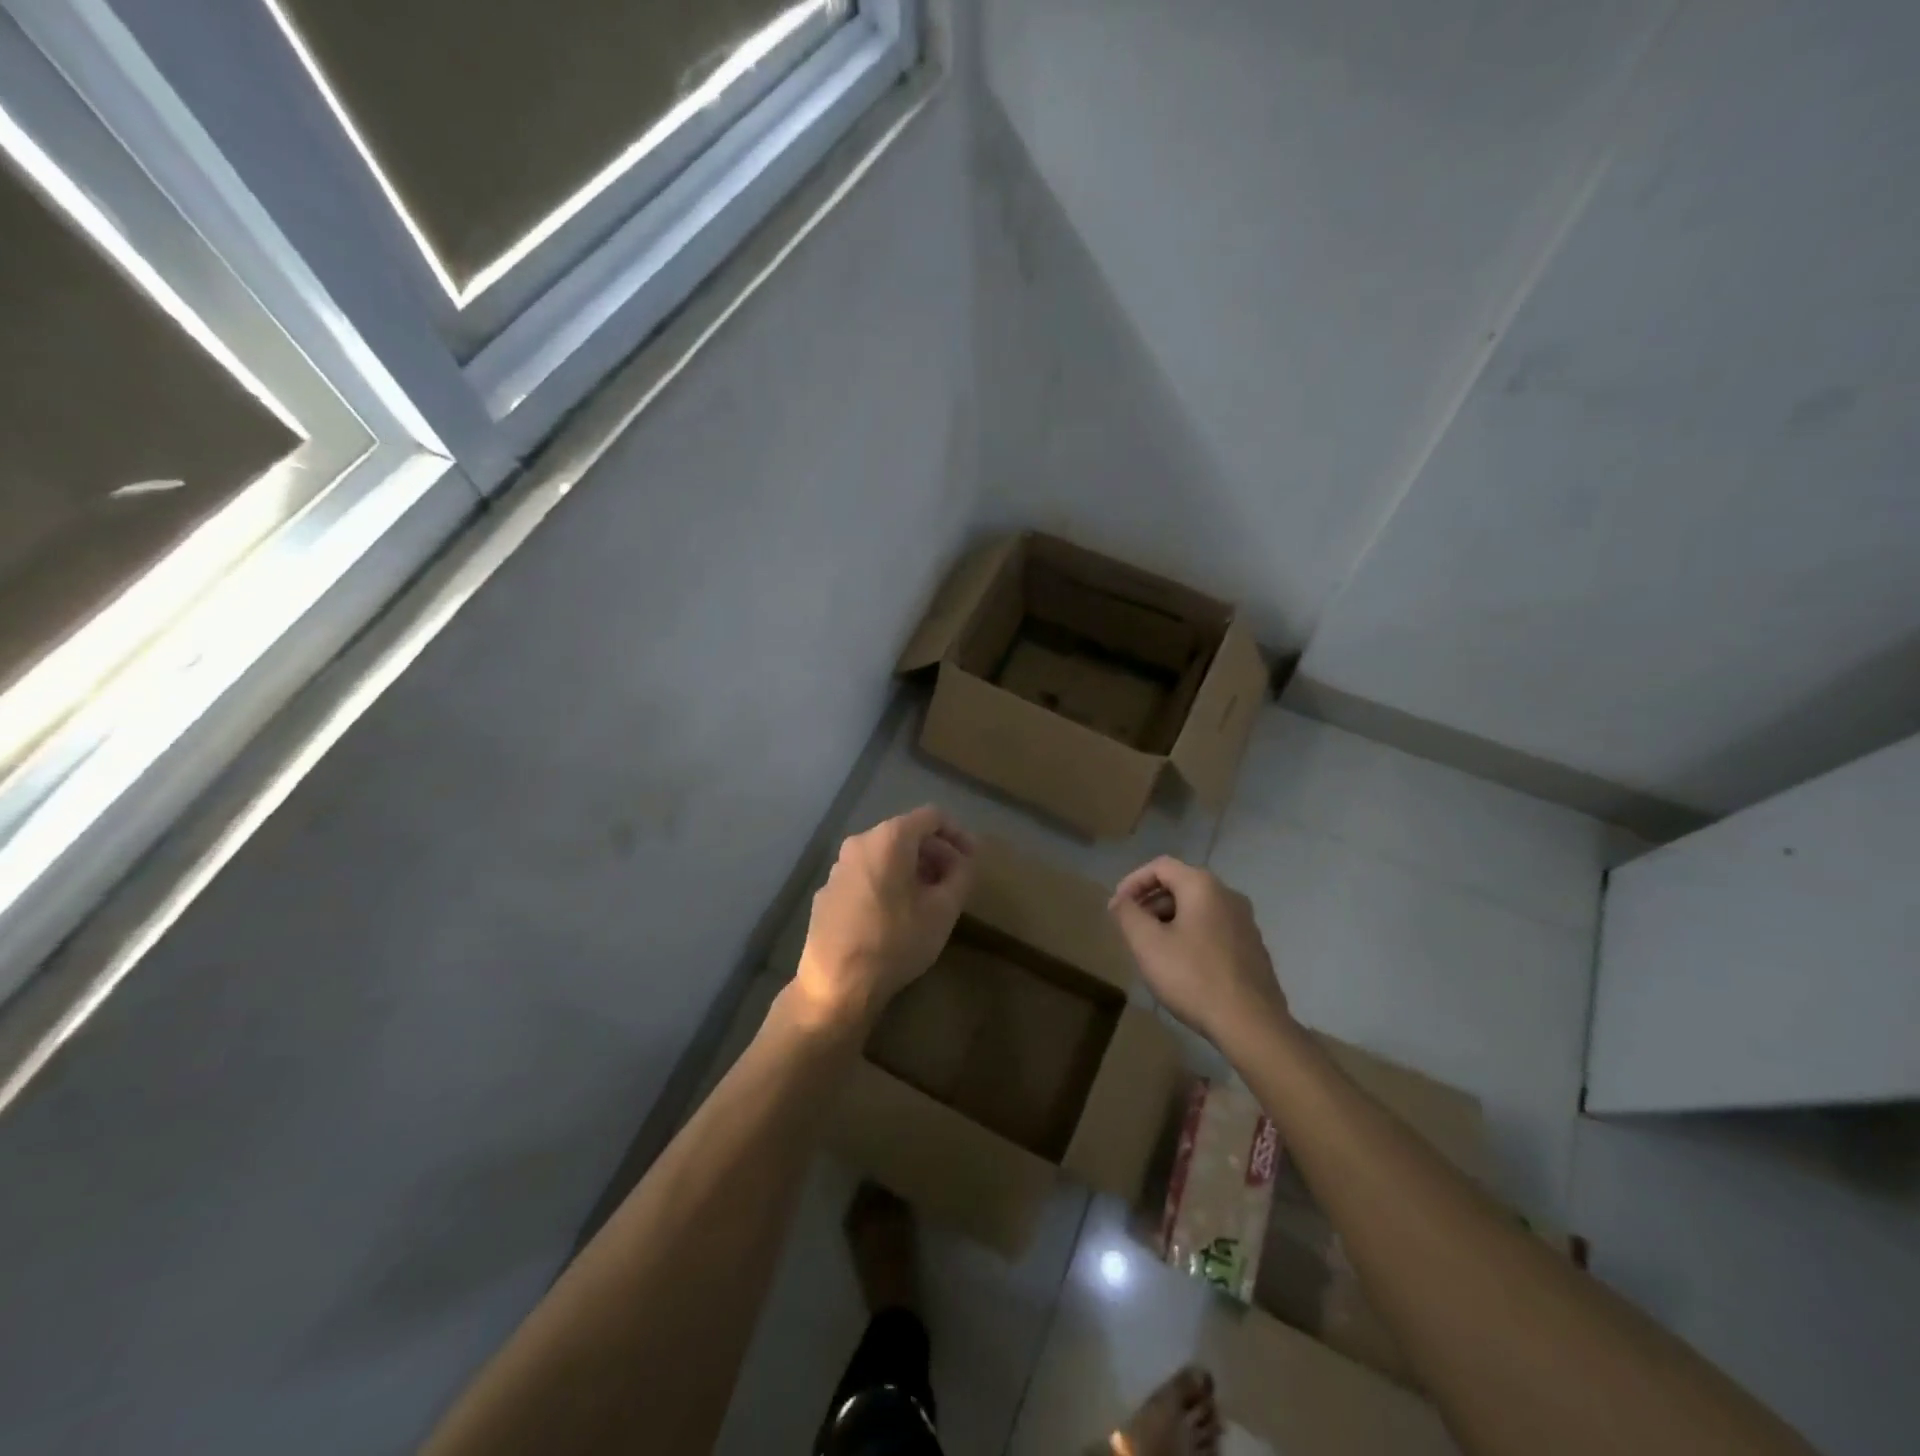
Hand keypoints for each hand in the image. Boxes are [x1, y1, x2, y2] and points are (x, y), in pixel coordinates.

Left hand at [793, 806, 976, 1032]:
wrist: (837, 984)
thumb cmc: (896, 942)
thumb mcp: (943, 910)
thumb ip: (961, 876)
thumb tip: (964, 861)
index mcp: (889, 839)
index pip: (931, 816)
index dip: (958, 833)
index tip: (972, 858)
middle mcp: (859, 843)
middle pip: (906, 834)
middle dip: (935, 853)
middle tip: (955, 881)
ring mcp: (838, 868)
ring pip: (884, 855)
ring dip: (911, 869)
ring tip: (929, 899)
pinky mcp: (827, 892)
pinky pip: (865, 875)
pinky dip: (887, 882)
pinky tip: (896, 914)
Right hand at [1108, 857, 1290, 1047]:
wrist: (1251, 1024)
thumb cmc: (1193, 977)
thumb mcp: (1147, 944)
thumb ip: (1128, 914)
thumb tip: (1120, 900)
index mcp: (1203, 886)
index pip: (1160, 866)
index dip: (1133, 882)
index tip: (1117, 907)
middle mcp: (1228, 895)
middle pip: (1180, 885)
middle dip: (1150, 902)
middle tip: (1131, 928)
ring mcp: (1245, 921)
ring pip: (1197, 908)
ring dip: (1169, 920)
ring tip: (1152, 948)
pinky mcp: (1252, 947)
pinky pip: (1213, 928)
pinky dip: (1190, 934)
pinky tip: (1181, 965)